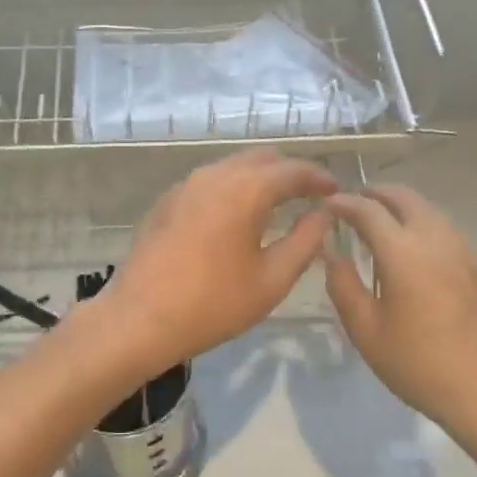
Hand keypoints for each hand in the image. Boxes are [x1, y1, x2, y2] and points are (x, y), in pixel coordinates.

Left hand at [96, 149, 337, 379]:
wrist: (140, 318)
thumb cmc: (213, 303)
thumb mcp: (271, 280)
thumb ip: (304, 242)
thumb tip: (323, 215)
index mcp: (245, 189)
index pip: (292, 170)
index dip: (318, 178)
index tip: (336, 191)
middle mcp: (215, 175)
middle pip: (261, 159)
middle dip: (289, 172)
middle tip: (310, 194)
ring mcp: (186, 185)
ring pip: (233, 166)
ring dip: (259, 177)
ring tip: (278, 202)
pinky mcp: (167, 200)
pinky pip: (210, 181)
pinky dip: (232, 187)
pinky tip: (237, 214)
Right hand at [323, 185, 476, 436]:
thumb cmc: (419, 365)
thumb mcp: (366, 331)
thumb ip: (343, 285)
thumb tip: (332, 253)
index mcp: (404, 252)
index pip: (368, 209)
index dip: (343, 203)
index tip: (326, 205)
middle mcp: (436, 239)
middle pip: (404, 197)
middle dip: (375, 194)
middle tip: (352, 205)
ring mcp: (464, 251)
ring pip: (428, 210)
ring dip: (400, 207)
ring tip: (379, 225)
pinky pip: (445, 230)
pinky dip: (421, 225)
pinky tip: (413, 251)